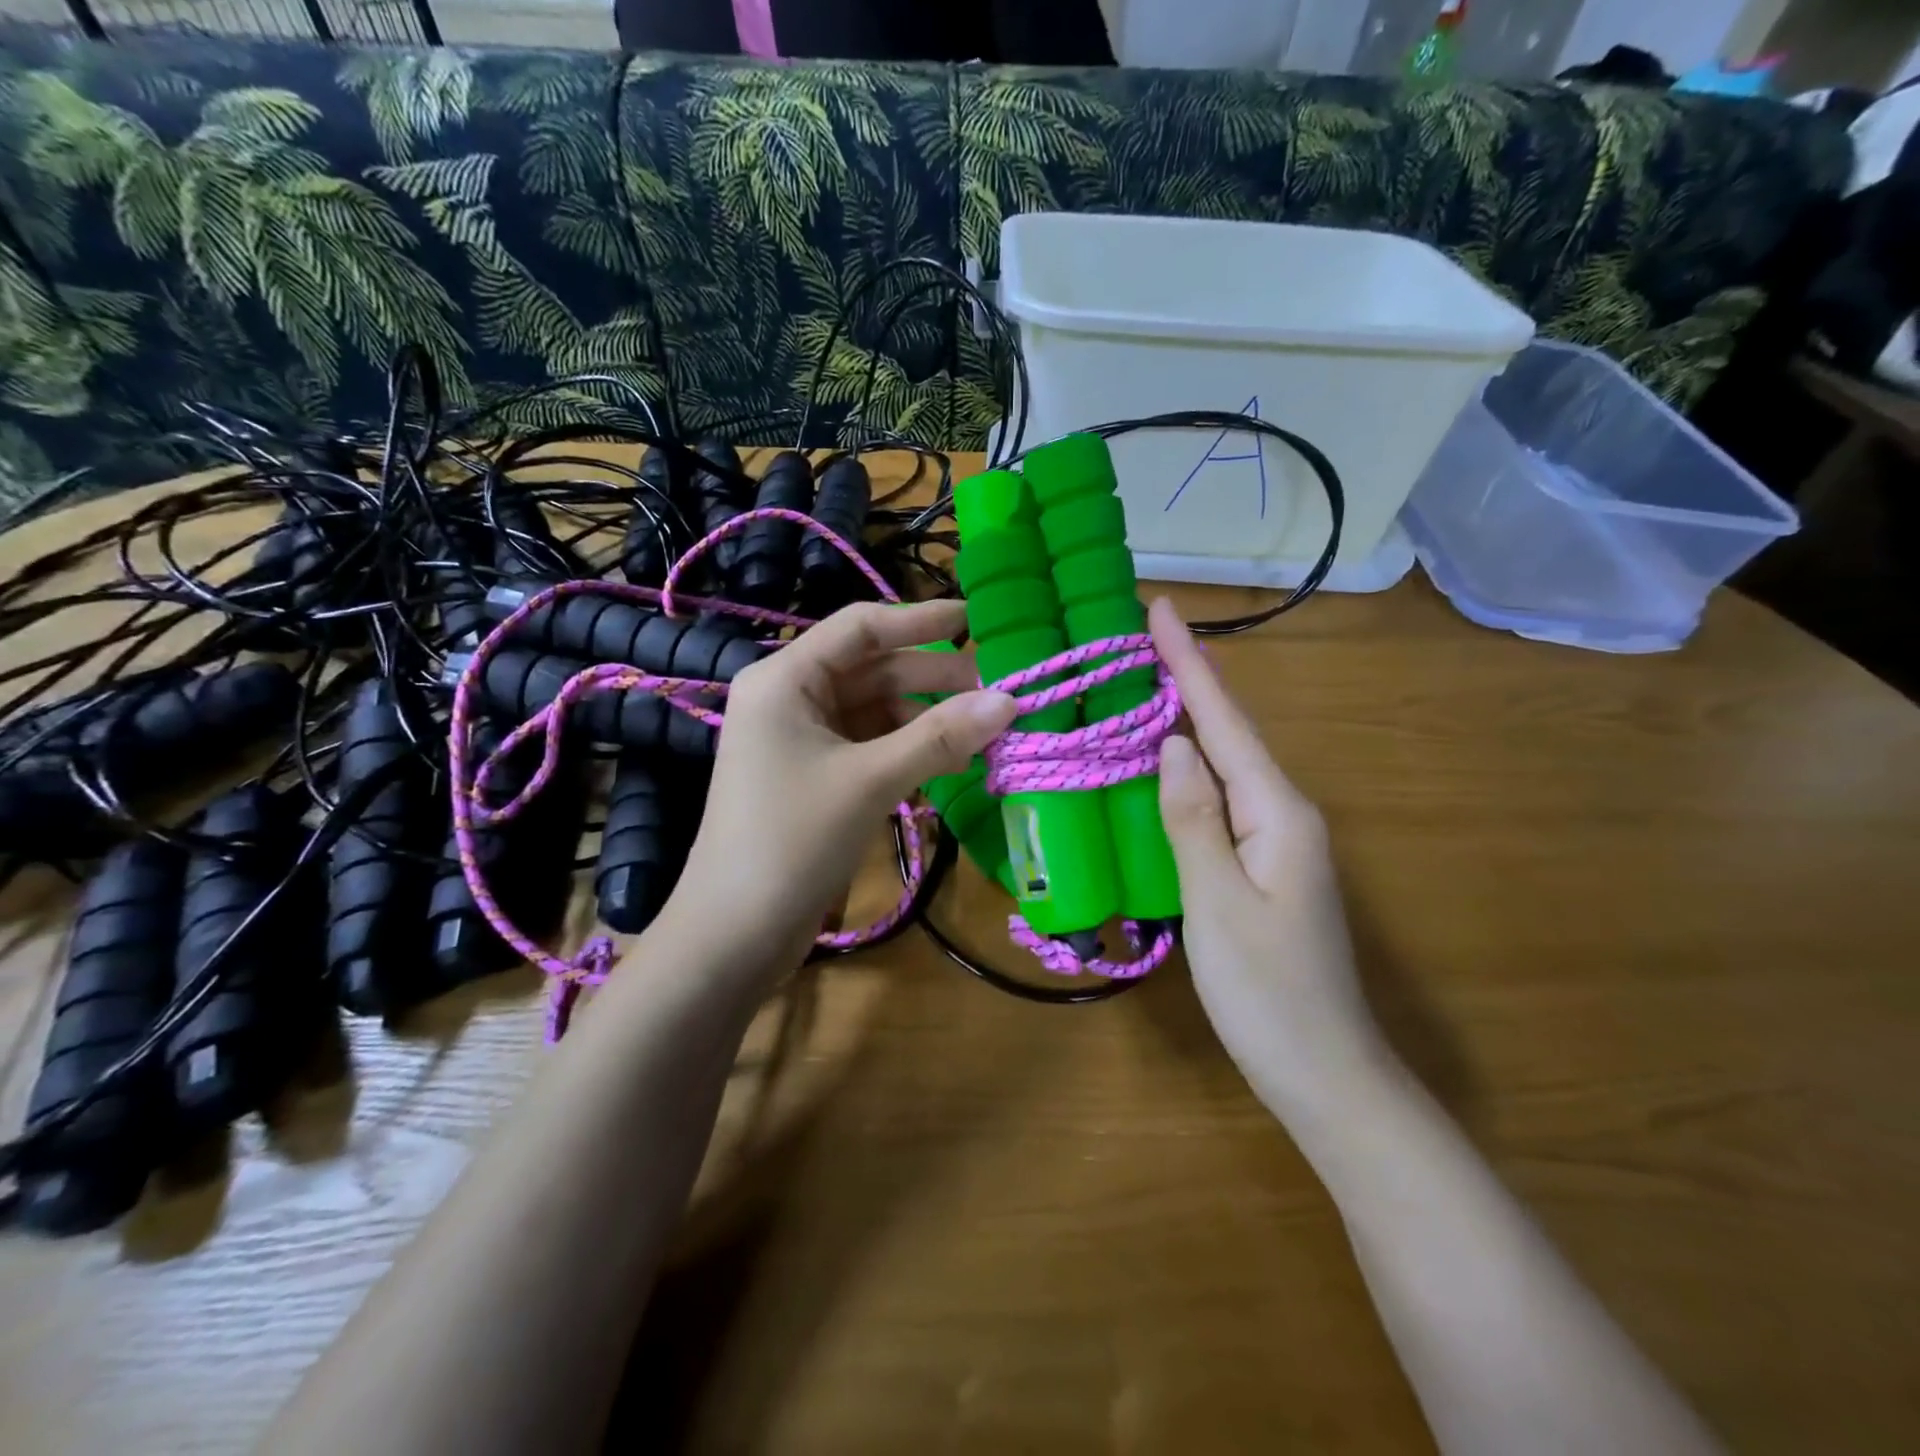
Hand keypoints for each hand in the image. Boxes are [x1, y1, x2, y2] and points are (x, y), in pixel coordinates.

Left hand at [666, 600, 1016, 975]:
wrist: (735, 932)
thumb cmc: (793, 840)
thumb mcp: (871, 781)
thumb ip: (940, 737)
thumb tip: (1008, 700)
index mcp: (785, 679)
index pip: (861, 628)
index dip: (919, 620)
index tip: (975, 619)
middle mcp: (790, 698)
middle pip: (872, 670)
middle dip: (933, 679)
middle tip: (996, 691)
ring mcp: (801, 739)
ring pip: (876, 711)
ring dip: (926, 720)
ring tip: (982, 734)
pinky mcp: (814, 775)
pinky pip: (870, 745)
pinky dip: (908, 750)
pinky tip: (950, 762)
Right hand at [1150, 598, 1391, 1128]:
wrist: (1325, 1074)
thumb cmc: (1267, 993)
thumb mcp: (1218, 901)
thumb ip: (1193, 817)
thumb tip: (1172, 743)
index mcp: (1277, 812)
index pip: (1224, 722)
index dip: (1190, 663)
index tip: (1161, 608)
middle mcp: (1283, 813)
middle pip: (1228, 733)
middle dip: (1188, 680)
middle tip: (1141, 636)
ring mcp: (1277, 841)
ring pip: (1224, 765)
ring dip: (1187, 719)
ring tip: (1145, 680)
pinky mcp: (1262, 865)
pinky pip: (1220, 799)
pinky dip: (1190, 768)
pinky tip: (1165, 762)